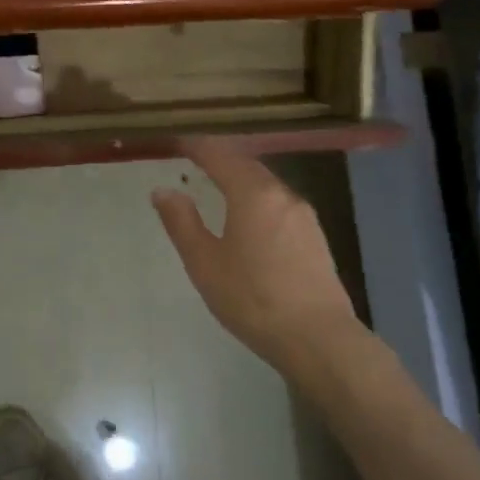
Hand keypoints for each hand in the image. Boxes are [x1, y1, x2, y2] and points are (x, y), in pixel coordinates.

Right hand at [151, 139, 364, 379]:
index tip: (178, 143)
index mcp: (253, 194)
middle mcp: (283, 195)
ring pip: (267, 186)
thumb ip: (182, 222)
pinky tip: (251, 218)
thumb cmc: (251, 298)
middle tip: (197, 160)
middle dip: (222, 159)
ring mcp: (304, 216)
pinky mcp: (316, 237)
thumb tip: (163, 190)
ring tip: (220, 186)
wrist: (316, 337)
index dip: (197, 147)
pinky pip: (280, 205)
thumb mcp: (204, 263)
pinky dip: (259, 200)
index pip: (221, 156)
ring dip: (243, 180)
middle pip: (248, 166)